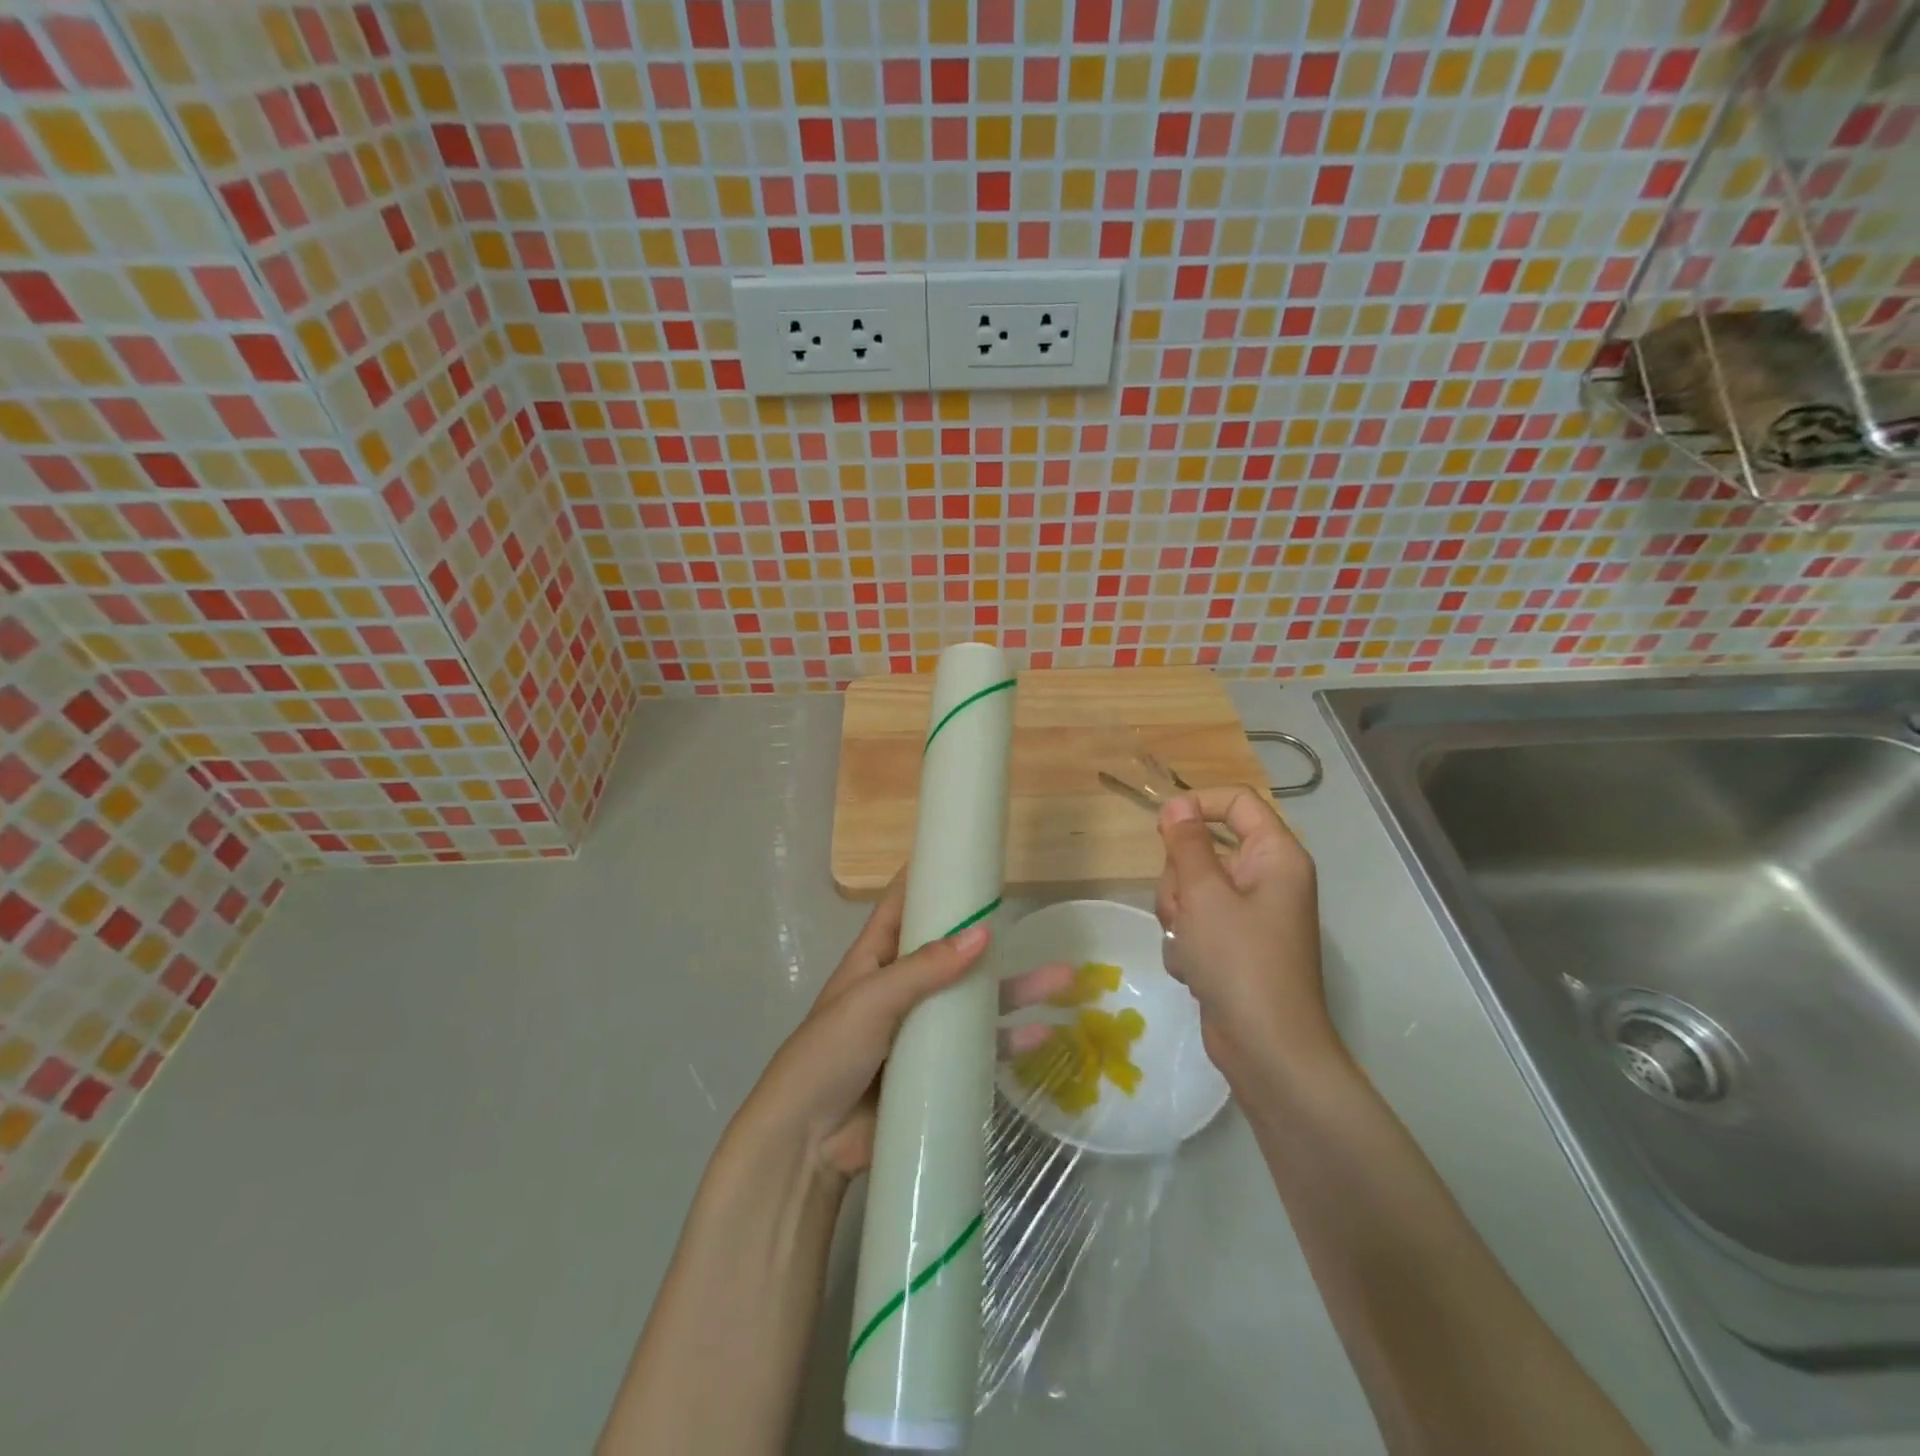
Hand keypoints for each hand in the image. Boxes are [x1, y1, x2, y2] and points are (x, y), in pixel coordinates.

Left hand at [735, 874, 1070, 1187]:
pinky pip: (980, 1050)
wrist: (808, 1142)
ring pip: (976, 1001)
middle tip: (1031, 918)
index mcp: (875, 958)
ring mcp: (922, 1030)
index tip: (963, 855)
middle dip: (990, 939)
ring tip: (1062, 980)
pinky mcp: (937, 1071)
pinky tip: (1043, 1035)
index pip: (903, 906)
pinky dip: (1010, 1042)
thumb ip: (924, 969)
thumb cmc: (828, 1054)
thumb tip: (983, 934)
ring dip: (1016, 990)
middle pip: (953, 953)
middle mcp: (903, 988)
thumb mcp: (871, 1000)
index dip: (928, 880)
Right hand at [1155, 786, 1341, 1085]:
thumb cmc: (1240, 961)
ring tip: (1189, 947)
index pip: (1237, 803)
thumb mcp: (1204, 894)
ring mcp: (1249, 916)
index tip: (1162, 826)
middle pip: (1205, 849)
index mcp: (1275, 857)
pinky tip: (1194, 970)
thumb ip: (1186, 844)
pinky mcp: (1233, 946)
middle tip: (1184, 909)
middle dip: (1180, 879)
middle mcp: (1266, 880)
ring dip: (1178, 915)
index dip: (1198, 805)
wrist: (1266, 1049)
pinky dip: (1186, 943)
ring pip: (1192, 889)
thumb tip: (1177, 803)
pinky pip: (1195, 923)